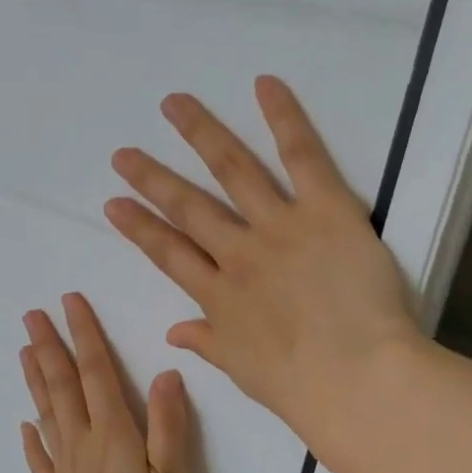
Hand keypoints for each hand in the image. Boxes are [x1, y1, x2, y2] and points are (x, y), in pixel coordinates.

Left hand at [19, 294, 193, 472]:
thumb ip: (169, 427)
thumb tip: (166, 374)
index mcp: (113, 433)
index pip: (96, 372)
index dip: (84, 334)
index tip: (69, 302)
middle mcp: (82, 442)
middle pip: (62, 385)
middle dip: (49, 346)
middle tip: (31, 314)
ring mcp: (64, 470)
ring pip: (46, 413)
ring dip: (35, 380)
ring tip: (23, 351)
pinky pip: (39, 460)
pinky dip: (31, 441)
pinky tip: (24, 427)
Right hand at [105, 76, 424, 472]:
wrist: (357, 380)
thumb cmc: (301, 388)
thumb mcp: (243, 371)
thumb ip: (207, 343)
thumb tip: (174, 333)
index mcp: (218, 297)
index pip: (168, 254)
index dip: (138, 227)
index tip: (113, 203)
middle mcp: (238, 254)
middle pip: (187, 207)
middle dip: (151, 179)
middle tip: (123, 154)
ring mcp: (278, 228)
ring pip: (231, 171)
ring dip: (199, 135)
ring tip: (174, 105)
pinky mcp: (325, 211)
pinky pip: (302, 157)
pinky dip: (284, 118)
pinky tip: (264, 84)